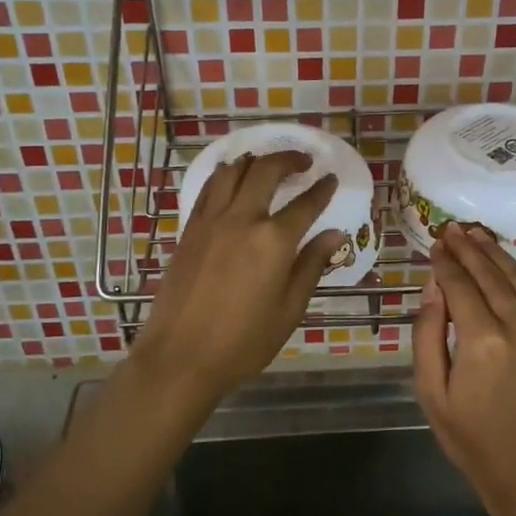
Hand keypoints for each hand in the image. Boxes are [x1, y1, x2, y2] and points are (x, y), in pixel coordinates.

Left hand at [132, 150, 344, 415]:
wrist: (180, 357)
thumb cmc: (243, 342)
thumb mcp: (289, 310)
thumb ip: (311, 266)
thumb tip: (334, 234)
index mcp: (274, 241)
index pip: (306, 204)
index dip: (322, 189)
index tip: (331, 179)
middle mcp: (242, 219)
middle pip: (267, 171)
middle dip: (289, 159)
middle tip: (303, 161)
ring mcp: (211, 221)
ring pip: (233, 171)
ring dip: (255, 161)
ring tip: (267, 164)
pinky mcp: (189, 229)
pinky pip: (209, 188)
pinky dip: (225, 175)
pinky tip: (231, 179)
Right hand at [414, 223, 515, 515]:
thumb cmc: (473, 439)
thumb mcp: (432, 393)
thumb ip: (429, 334)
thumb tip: (434, 286)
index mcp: (482, 342)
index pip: (460, 286)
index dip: (445, 262)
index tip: (434, 244)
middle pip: (490, 275)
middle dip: (469, 249)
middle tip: (452, 228)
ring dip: (497, 252)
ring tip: (477, 233)